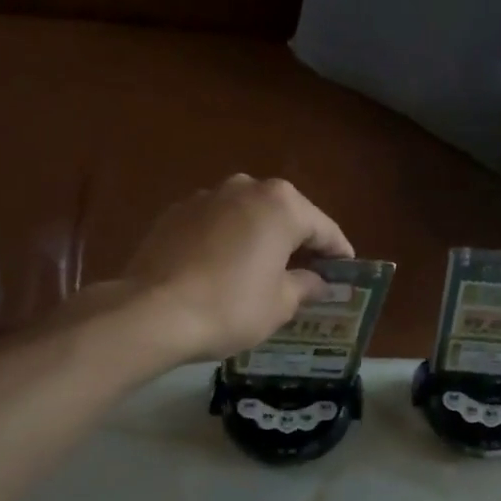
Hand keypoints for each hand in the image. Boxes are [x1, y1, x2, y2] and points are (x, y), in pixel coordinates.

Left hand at [121, 175, 354, 361]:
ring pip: (248, 216)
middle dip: (299, 242)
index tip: (347, 272)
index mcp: (282, 205)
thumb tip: (317, 281)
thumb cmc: (231, 306)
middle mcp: (246, 188)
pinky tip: (226, 270)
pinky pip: (216, 225)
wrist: (153, 312)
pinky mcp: (175, 213)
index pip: (324, 228)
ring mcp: (206, 197)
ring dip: (261, 239)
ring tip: (266, 271)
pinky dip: (228, 242)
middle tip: (309, 273)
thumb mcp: (280, 304)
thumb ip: (305, 286)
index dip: (339, 253)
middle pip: (285, 215)